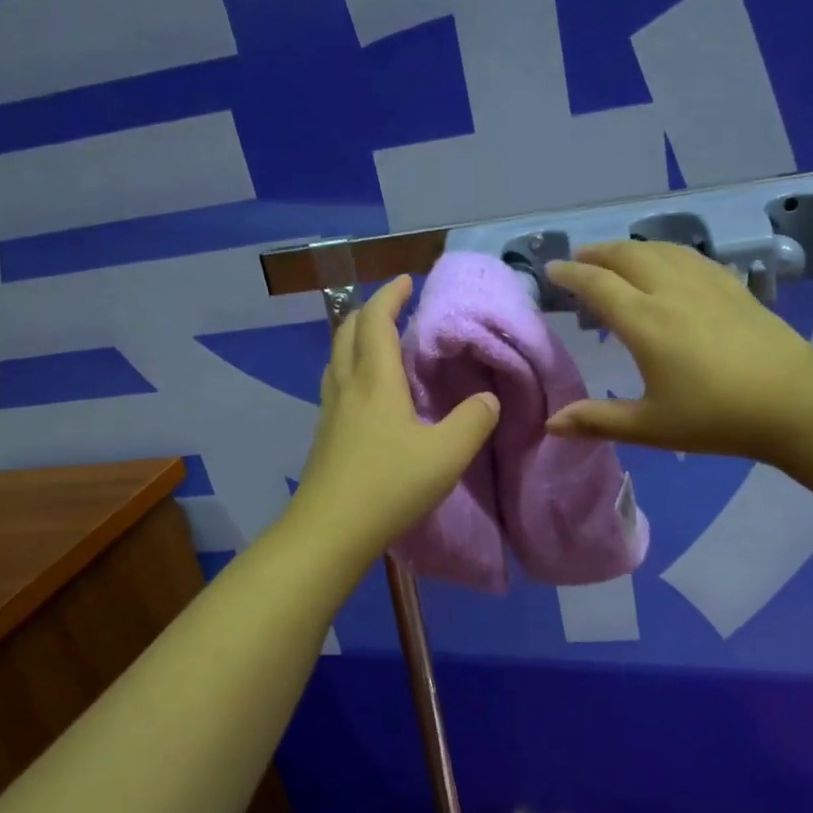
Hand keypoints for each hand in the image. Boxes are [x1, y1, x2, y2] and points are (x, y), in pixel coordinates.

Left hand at [290, 275, 499, 559]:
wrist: (329, 532)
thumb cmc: (389, 485)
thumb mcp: (446, 454)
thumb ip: (473, 421)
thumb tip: (488, 398)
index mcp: (375, 381)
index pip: (377, 322)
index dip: (390, 297)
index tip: (406, 281)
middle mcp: (347, 387)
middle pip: (347, 333)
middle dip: (368, 312)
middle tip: (393, 308)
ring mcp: (330, 413)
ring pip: (337, 359)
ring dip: (355, 340)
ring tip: (379, 344)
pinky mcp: (324, 437)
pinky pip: (336, 385)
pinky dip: (351, 370)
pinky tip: (367, 394)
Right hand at [545, 242, 812, 461]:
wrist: (792, 400)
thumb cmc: (716, 417)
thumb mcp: (651, 426)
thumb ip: (598, 421)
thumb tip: (552, 424)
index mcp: (644, 321)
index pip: (597, 285)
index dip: (570, 274)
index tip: (551, 269)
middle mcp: (670, 291)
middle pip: (626, 256)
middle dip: (597, 253)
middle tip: (579, 259)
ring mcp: (705, 284)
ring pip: (659, 249)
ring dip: (630, 248)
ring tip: (616, 256)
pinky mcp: (732, 286)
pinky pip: (689, 256)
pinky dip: (665, 252)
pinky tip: (668, 263)